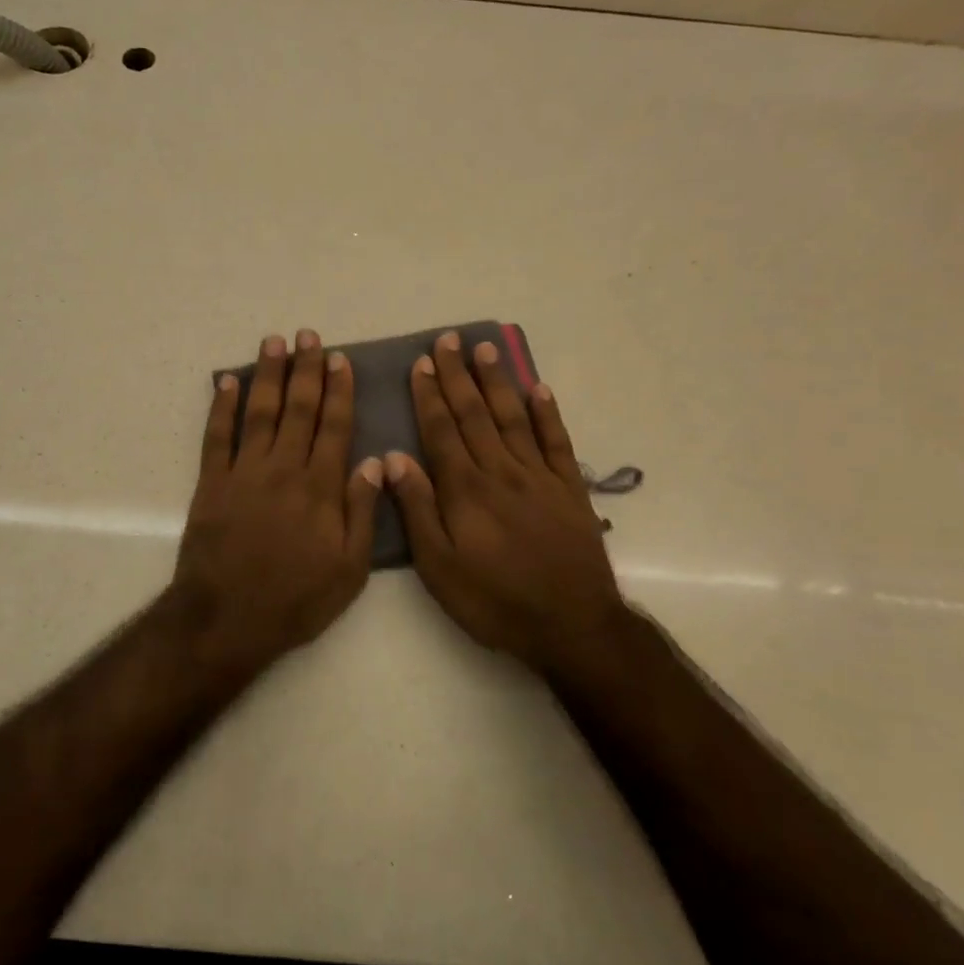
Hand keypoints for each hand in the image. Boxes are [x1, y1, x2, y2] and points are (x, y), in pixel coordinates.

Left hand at [172, 330, 383, 674]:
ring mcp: (244, 472)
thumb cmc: (295, 599)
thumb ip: (362, 512)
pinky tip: (227, 381)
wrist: (227, 618)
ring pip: (260, 412)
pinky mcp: (212, 483)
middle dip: (305, 369)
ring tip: (274, 342)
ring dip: (268, 375)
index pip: (334, 426)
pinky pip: (217, 436)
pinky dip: (222, 406)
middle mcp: (284, 469)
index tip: (339, 359)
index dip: (338, 390)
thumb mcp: (349, 570)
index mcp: (321, 487)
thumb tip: (375, 462)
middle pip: (298, 409)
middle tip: (308, 336)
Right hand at [384, 331, 627, 674]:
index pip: (442, 430)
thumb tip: (393, 459)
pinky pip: (557, 441)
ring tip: (486, 349)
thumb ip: (417, 509)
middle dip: (459, 375)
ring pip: (513, 417)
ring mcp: (539, 477)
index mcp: (465, 489)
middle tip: (448, 340)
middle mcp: (501, 471)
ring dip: (497, 382)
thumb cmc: (493, 600)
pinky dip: (548, 413)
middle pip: (475, 414)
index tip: (422, 363)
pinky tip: (539, 389)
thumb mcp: (438, 567)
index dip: (430, 395)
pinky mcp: (569, 489)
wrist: (570, 624)